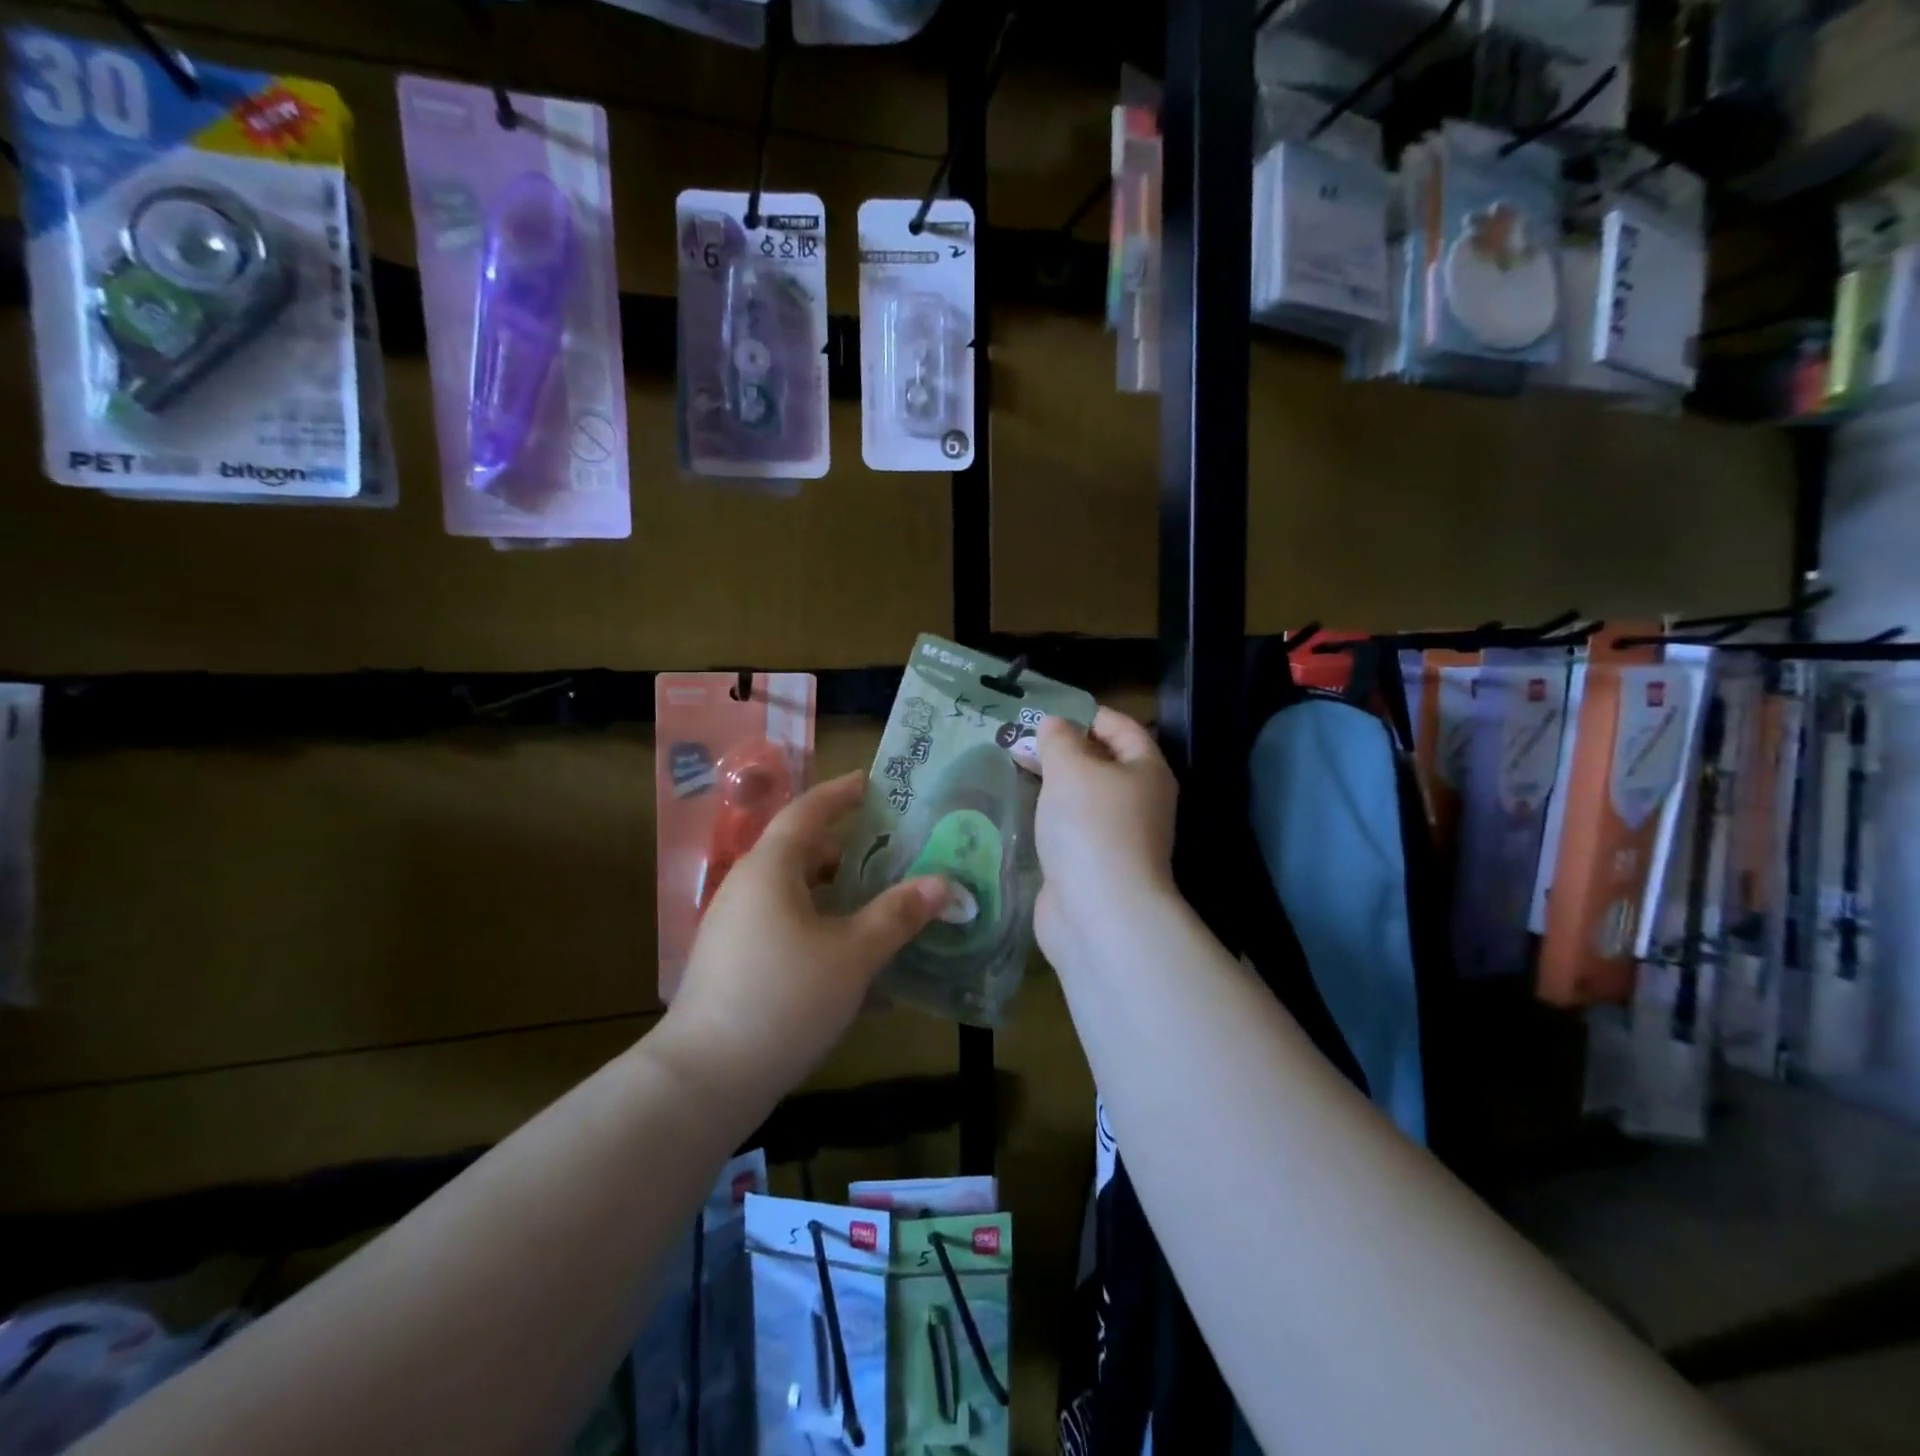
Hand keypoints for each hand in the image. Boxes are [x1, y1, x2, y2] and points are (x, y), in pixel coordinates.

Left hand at [654, 771, 946, 1103]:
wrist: (705, 1080)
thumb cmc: (784, 999)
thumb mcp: (853, 955)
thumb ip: (898, 915)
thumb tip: (943, 883)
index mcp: (770, 869)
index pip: (808, 811)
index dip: (841, 793)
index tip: (873, 783)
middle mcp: (748, 887)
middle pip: (802, 852)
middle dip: (848, 849)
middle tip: (893, 852)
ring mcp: (736, 926)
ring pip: (795, 893)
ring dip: (837, 894)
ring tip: (881, 905)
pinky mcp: (734, 961)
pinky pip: (784, 926)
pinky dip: (820, 928)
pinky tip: (852, 959)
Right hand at [1033, 708, 1178, 958]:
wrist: (1099, 912)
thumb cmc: (1091, 825)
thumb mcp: (1071, 768)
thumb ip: (1059, 740)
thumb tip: (1055, 724)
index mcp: (1146, 771)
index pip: (1123, 728)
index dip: (1088, 714)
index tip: (1049, 711)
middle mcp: (1140, 802)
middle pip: (1103, 763)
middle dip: (1065, 750)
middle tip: (1022, 740)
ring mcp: (1118, 837)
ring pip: (1085, 799)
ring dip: (1055, 785)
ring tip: (1016, 770)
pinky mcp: (1094, 866)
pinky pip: (1072, 830)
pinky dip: (1051, 818)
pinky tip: (1024, 812)